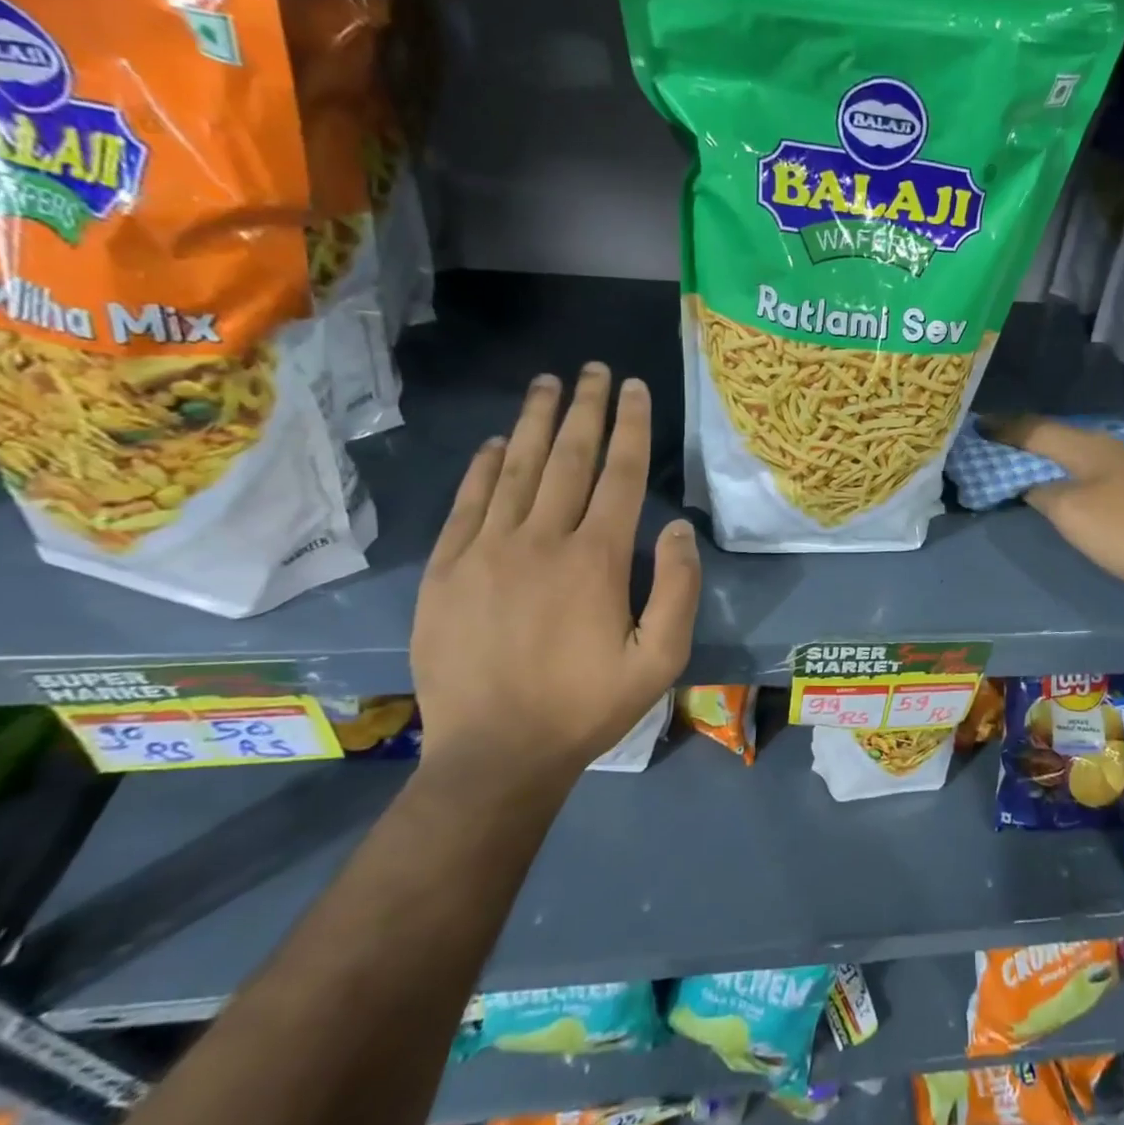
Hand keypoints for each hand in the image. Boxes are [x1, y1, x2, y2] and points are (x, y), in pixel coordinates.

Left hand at [410, 366, 700, 791]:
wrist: (496, 755)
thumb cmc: (587, 708)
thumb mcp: (660, 661)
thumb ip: (678, 590)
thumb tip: (676, 528)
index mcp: (596, 560)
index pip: (620, 475)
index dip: (631, 426)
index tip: (634, 387)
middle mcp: (541, 540)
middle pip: (568, 458)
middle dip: (585, 408)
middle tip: (593, 370)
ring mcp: (485, 551)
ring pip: (514, 469)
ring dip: (534, 422)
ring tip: (547, 384)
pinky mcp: (445, 570)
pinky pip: (466, 503)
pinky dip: (482, 467)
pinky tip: (493, 443)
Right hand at [984, 416, 1123, 600]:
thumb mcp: (1071, 513)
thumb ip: (1042, 492)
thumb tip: (1031, 484)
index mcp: (1088, 445)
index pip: (1036, 429)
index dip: (1005, 428)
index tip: (976, 425)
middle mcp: (1109, 447)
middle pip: (1057, 436)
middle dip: (1023, 438)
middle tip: (993, 443)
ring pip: (1075, 453)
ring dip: (1045, 455)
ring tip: (1018, 462)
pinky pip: (1089, 470)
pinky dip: (1065, 471)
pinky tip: (1060, 483)